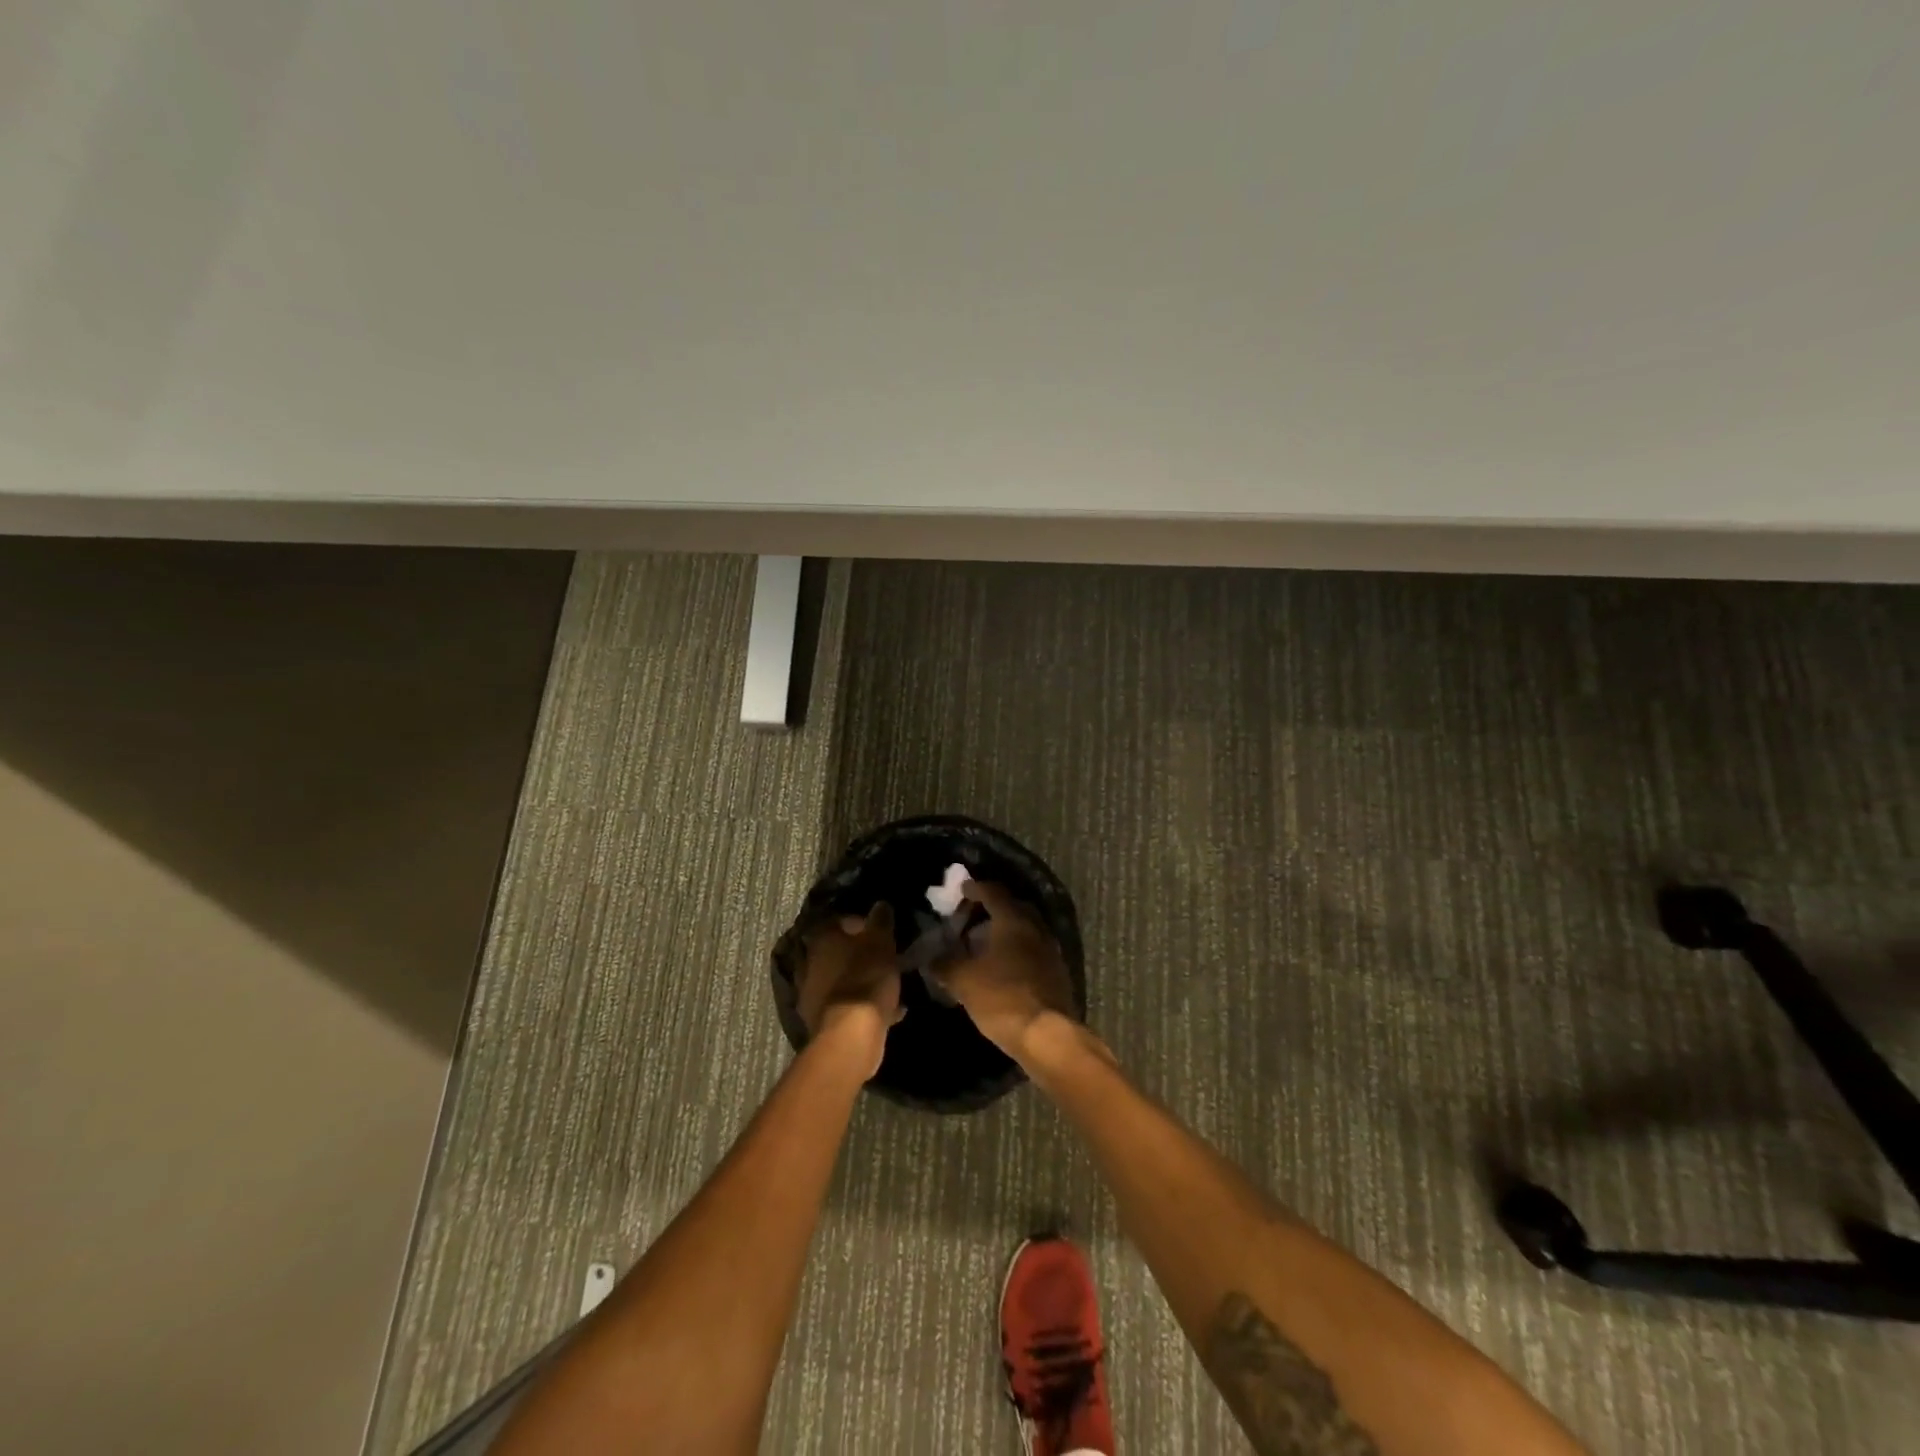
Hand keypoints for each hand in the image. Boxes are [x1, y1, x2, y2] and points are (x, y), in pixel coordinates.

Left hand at [796, 903, 901, 1077]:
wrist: (851, 1035)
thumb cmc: (866, 978)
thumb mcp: (881, 942)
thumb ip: (881, 921)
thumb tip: (880, 904)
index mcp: (821, 940)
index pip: (837, 921)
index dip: (859, 923)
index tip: (878, 930)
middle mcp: (808, 964)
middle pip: (837, 952)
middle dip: (858, 954)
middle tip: (881, 957)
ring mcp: (811, 994)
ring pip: (840, 979)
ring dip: (859, 980)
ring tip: (885, 984)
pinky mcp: (820, 1021)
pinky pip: (845, 1005)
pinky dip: (862, 1005)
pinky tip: (888, 1011)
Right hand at [933, 880, 1076, 1062]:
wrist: (1046, 1035)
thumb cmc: (1002, 998)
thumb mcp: (963, 981)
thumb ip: (944, 964)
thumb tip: (930, 958)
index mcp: (1013, 920)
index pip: (993, 892)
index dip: (975, 889)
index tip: (961, 890)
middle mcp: (1036, 928)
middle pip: (1012, 907)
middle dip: (991, 909)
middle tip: (970, 919)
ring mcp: (1050, 950)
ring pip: (1025, 930)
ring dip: (1005, 932)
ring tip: (983, 945)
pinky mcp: (1057, 973)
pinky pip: (1033, 951)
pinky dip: (1016, 951)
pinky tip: (1003, 968)